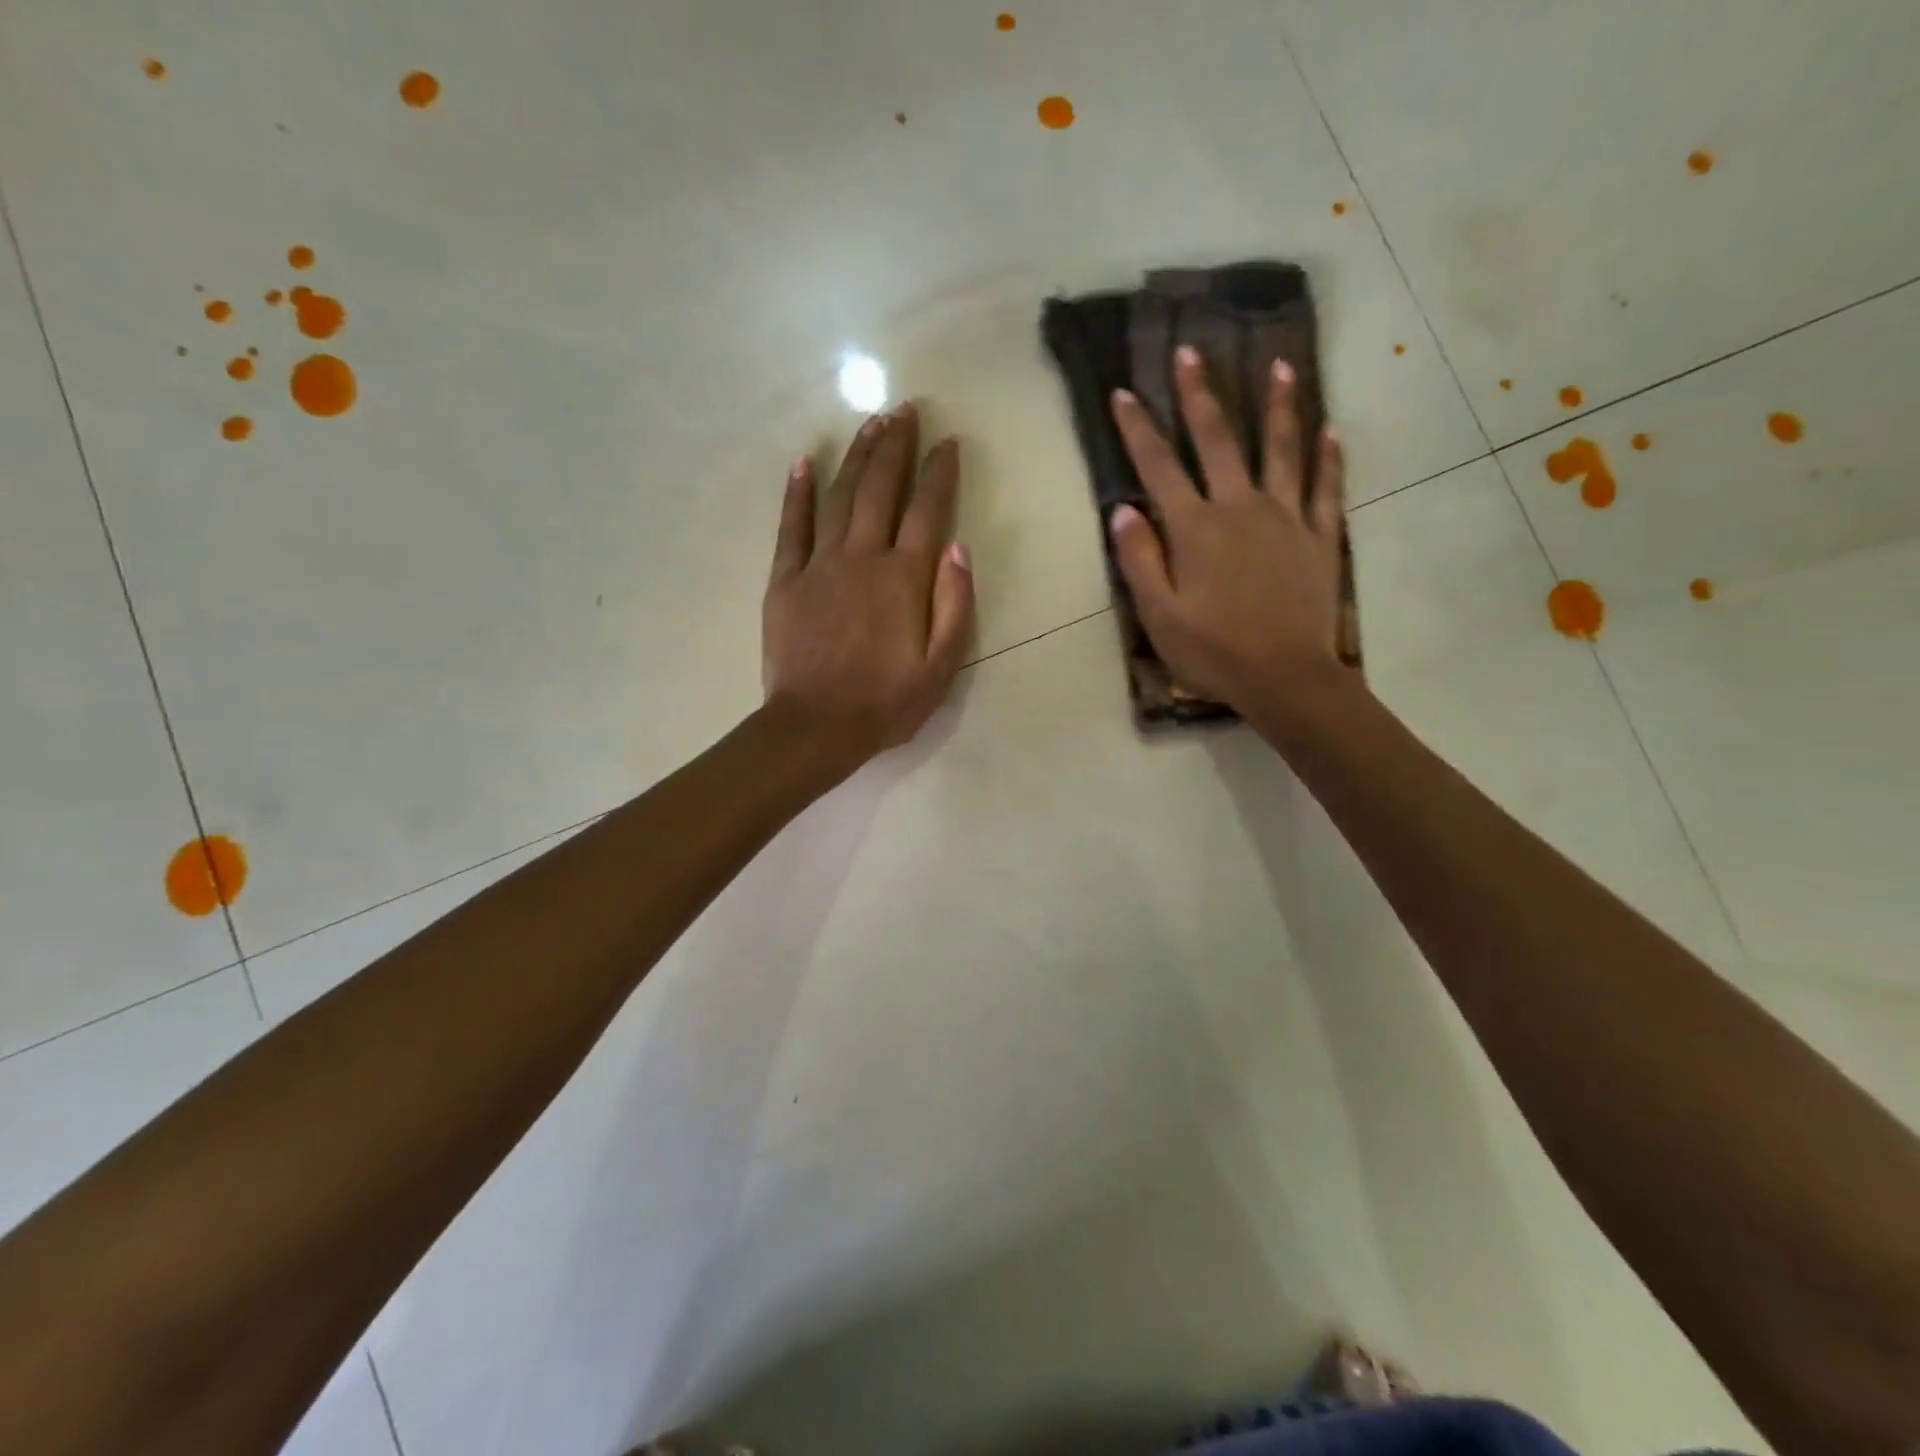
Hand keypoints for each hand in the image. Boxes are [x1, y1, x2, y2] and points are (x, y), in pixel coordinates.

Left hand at [762, 403, 973, 770]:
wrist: (815, 727)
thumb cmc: (885, 703)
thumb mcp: (941, 667)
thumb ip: (954, 605)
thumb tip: (959, 549)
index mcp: (904, 578)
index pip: (928, 511)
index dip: (940, 473)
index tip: (948, 442)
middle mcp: (863, 557)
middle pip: (880, 489)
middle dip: (896, 445)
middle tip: (905, 409)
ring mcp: (819, 564)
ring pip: (839, 496)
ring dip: (856, 456)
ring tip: (870, 424)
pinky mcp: (786, 580)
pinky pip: (791, 526)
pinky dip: (797, 492)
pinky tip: (804, 461)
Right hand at [1107, 344, 1346, 715]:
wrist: (1285, 677)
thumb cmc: (1213, 651)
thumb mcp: (1159, 614)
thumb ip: (1140, 559)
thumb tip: (1122, 509)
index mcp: (1195, 528)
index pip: (1158, 468)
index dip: (1138, 429)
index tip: (1123, 393)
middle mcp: (1239, 508)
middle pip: (1217, 441)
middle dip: (1200, 395)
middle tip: (1190, 352)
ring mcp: (1286, 518)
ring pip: (1281, 449)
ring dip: (1278, 406)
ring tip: (1281, 365)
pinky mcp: (1320, 536)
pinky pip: (1326, 486)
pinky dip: (1329, 456)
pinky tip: (1330, 429)